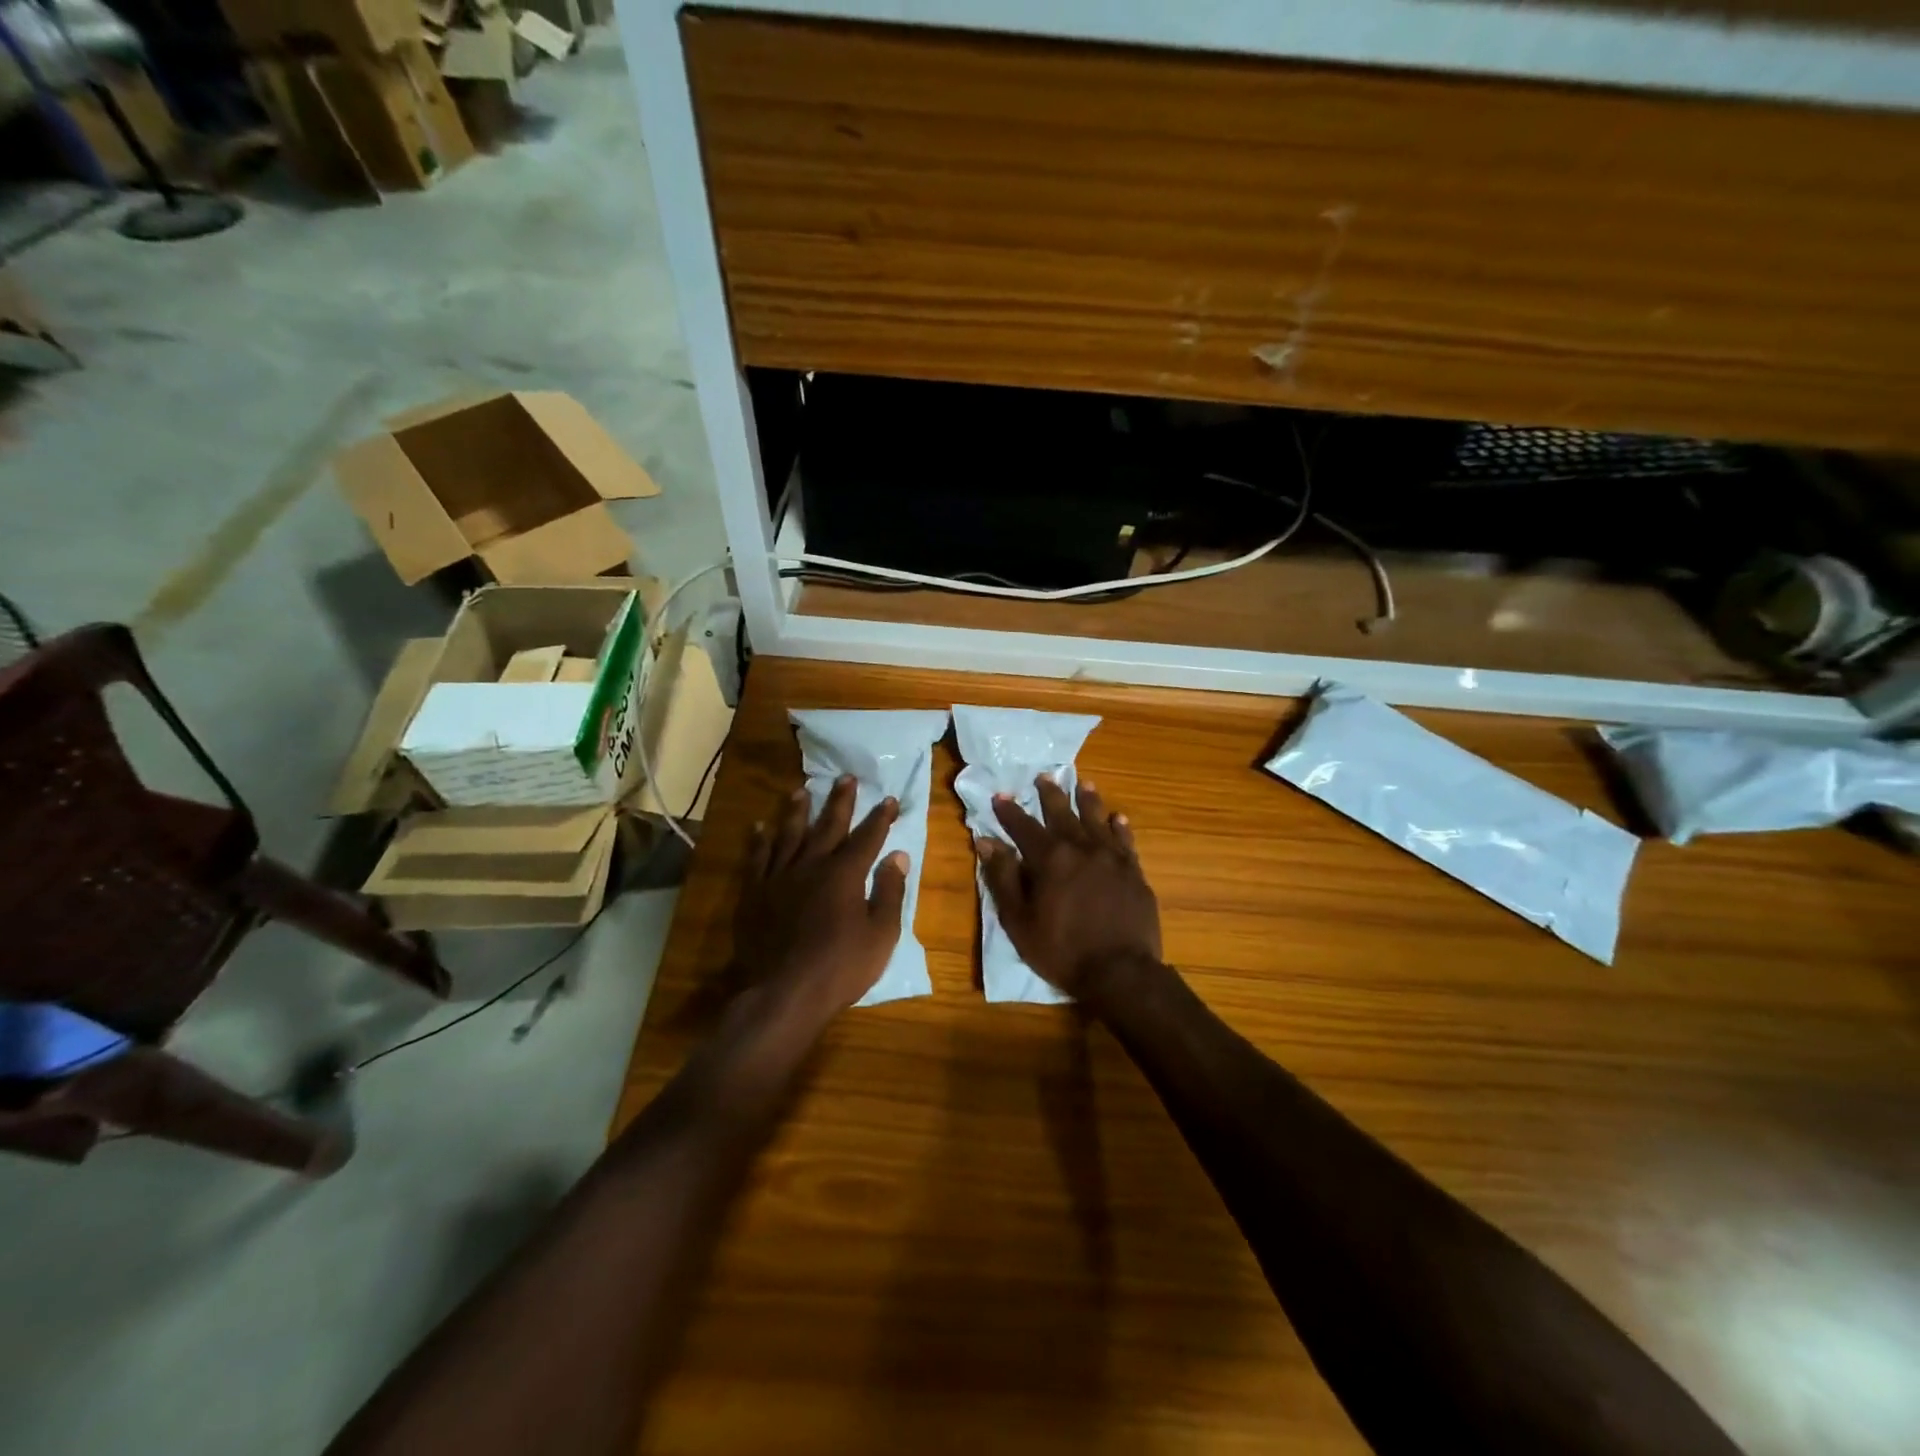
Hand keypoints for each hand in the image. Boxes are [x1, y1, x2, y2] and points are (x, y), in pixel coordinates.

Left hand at [735, 775, 908, 1019]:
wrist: (784, 992)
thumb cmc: (841, 967)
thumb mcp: (881, 934)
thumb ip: (890, 892)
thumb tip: (898, 856)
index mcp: (845, 874)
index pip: (867, 838)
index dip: (880, 818)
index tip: (889, 799)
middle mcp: (812, 866)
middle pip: (828, 826)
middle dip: (840, 801)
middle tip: (846, 778)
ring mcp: (779, 877)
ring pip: (789, 834)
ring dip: (797, 811)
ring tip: (801, 790)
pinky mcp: (754, 893)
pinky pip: (757, 858)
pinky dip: (759, 840)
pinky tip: (759, 827)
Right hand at [976, 776, 1162, 1001]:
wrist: (1121, 972)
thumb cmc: (1062, 951)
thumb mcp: (1019, 920)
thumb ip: (1003, 878)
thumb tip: (986, 842)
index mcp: (1050, 859)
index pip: (1024, 827)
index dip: (1010, 811)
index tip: (1000, 796)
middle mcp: (1082, 848)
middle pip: (1063, 814)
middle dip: (1051, 795)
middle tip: (1044, 776)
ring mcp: (1112, 858)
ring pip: (1098, 820)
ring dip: (1089, 801)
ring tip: (1084, 784)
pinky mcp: (1134, 872)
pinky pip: (1126, 842)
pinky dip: (1120, 828)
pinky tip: (1118, 818)